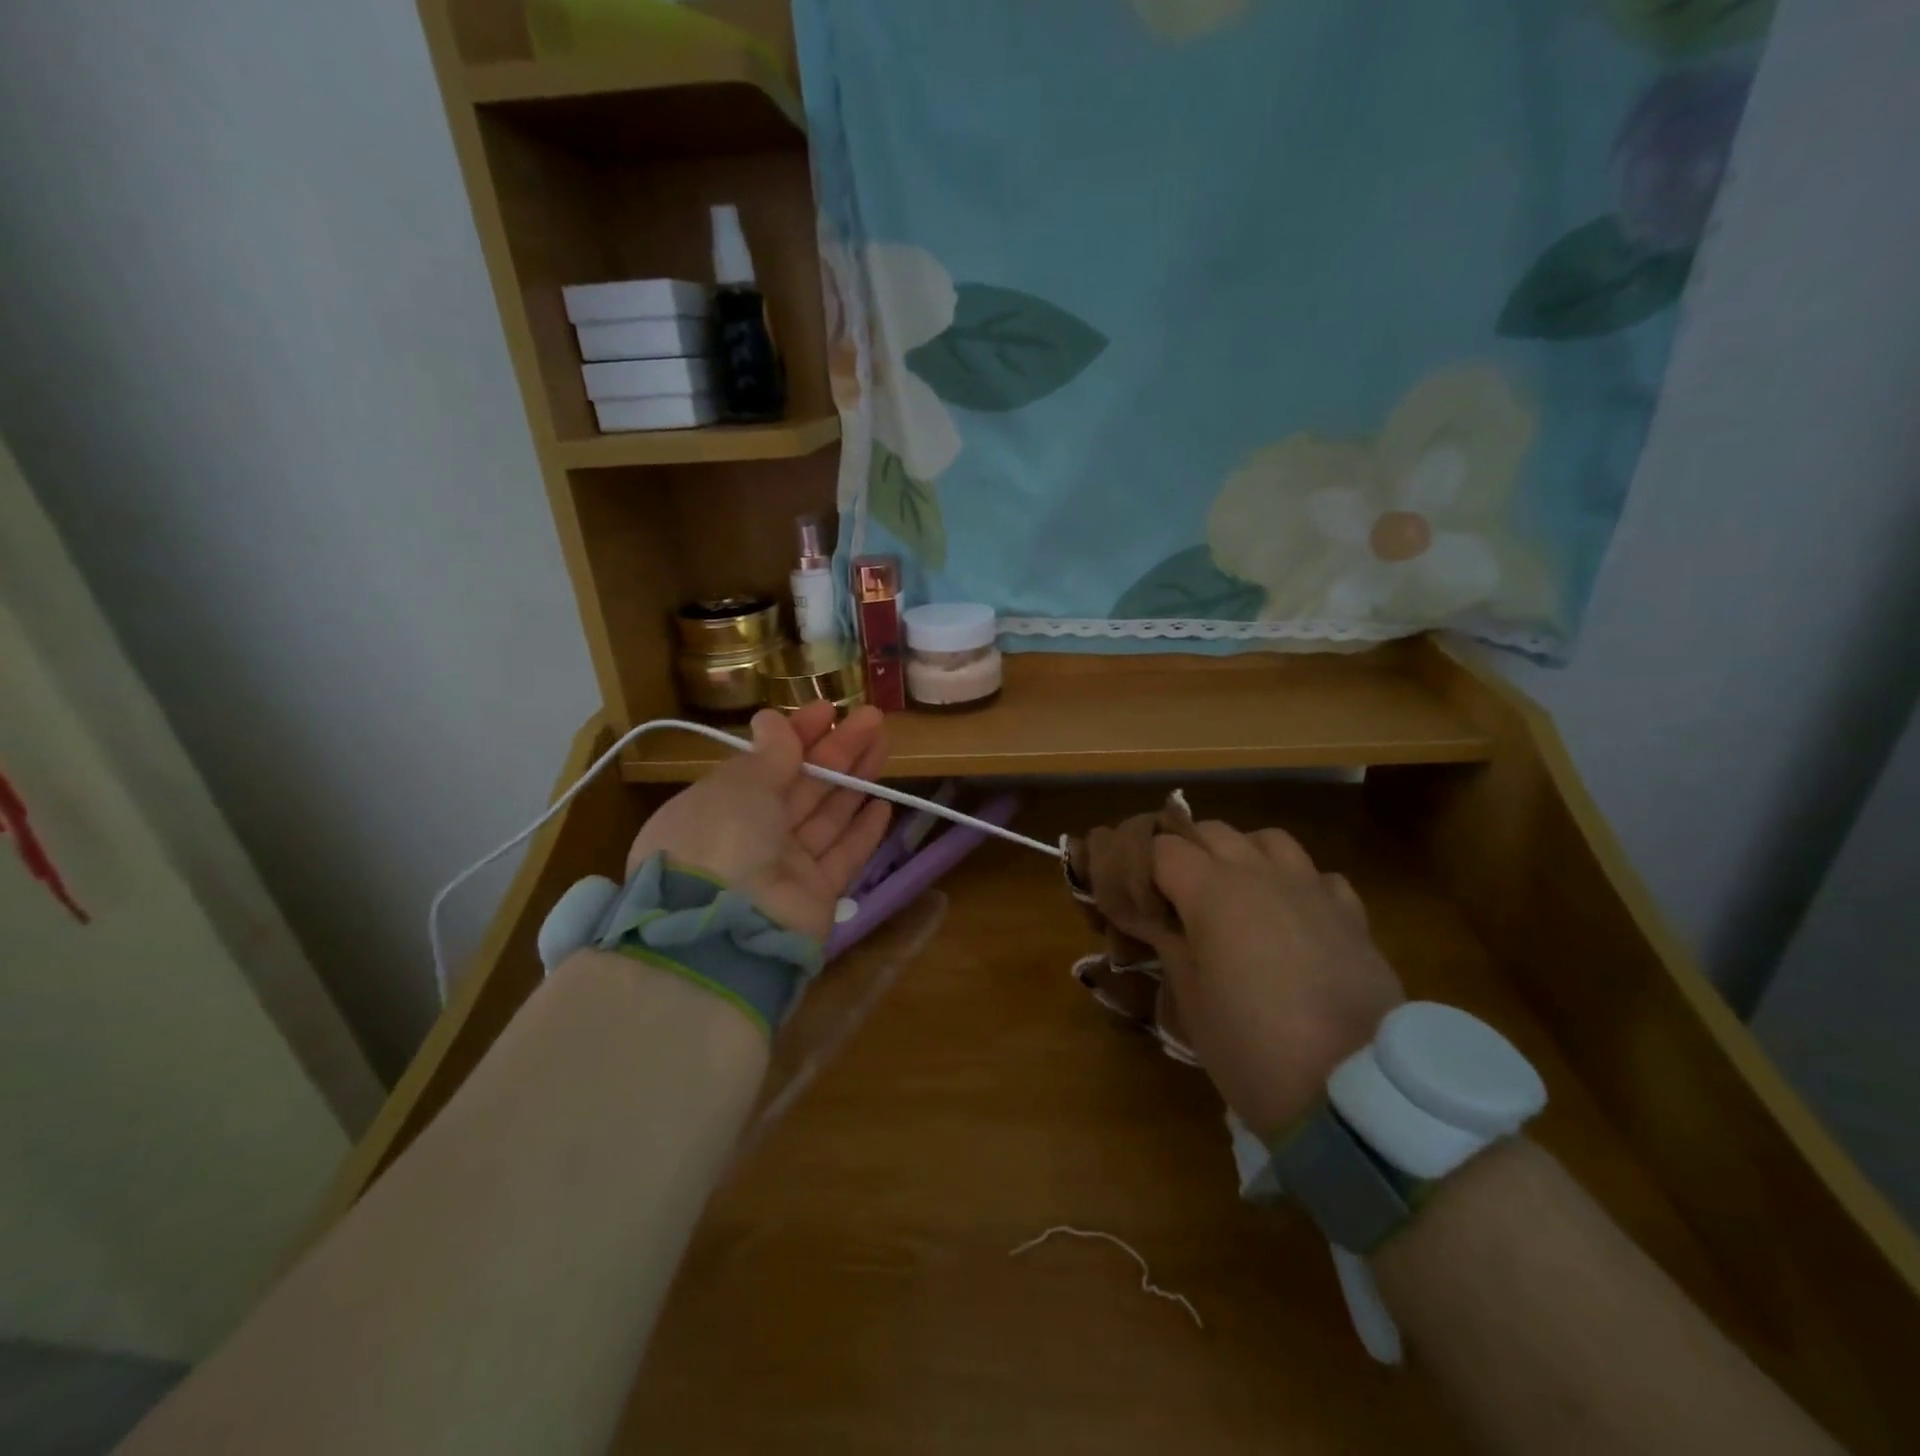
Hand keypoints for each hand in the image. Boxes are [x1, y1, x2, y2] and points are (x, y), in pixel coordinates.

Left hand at [625, 703, 891, 941]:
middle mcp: (749, 837)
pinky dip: (863, 831)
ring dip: (856, 781)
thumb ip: (768, 753)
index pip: (764, 763)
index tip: (828, 709)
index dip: (797, 734)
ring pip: (827, 816)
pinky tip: (884, 804)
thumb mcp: (739, 784)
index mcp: (717, 807)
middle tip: (873, 719)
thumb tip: (774, 719)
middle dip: (837, 750)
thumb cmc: (722, 838)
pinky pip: (843, 856)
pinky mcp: (815, 896)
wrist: (726, 931)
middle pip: (802, 786)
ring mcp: (783, 869)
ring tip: (884, 745)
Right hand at [1140, 824, 1404, 1142]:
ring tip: (1233, 892)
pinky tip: (1291, 916)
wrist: (1353, 1095)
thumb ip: (1165, 942)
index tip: (1130, 898)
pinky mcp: (1351, 915)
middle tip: (1171, 895)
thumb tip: (1144, 915)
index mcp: (1212, 891)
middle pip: (1211, 832)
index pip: (1162, 849)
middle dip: (1184, 853)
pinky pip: (1317, 876)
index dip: (1139, 867)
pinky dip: (1295, 883)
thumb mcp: (1190, 1000)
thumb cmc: (1252, 1048)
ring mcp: (1312, 890)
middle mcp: (1261, 874)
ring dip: (1241, 854)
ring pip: (1268, 840)